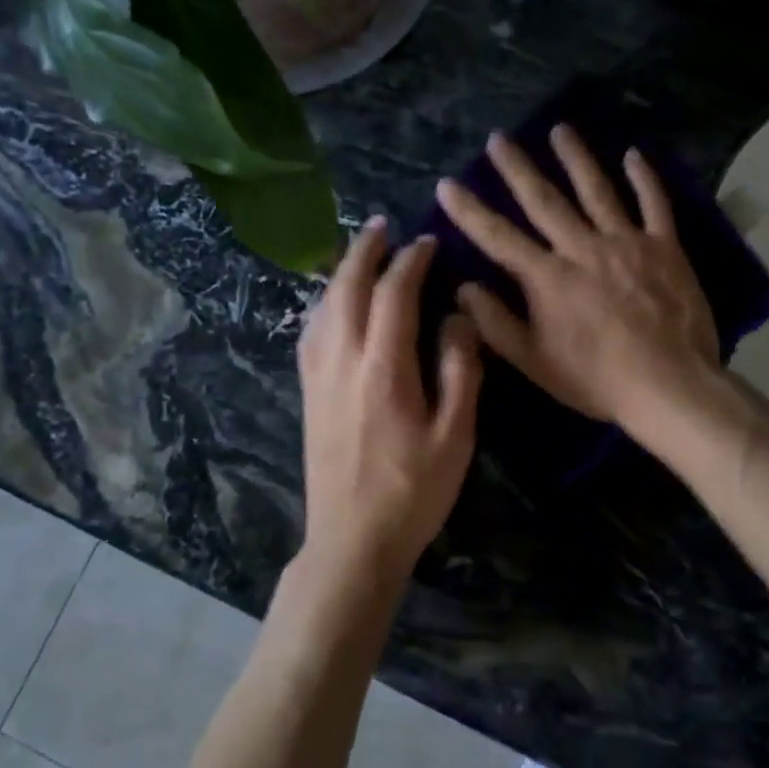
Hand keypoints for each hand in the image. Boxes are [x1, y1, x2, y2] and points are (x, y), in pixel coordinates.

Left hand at [296, 218, 482, 588]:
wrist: (351, 541)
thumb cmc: (413, 491)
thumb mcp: (455, 435)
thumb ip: (460, 370)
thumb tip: (458, 317)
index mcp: (383, 368)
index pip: (393, 295)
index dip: (410, 262)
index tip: (427, 243)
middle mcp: (342, 361)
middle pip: (346, 288)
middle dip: (365, 251)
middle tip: (384, 226)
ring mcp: (318, 376)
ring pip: (322, 305)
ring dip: (341, 271)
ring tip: (361, 252)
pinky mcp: (308, 392)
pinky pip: (311, 330)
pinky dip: (325, 302)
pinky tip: (334, 303)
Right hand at [437, 125, 719, 429]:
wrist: (670, 385)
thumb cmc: (597, 380)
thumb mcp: (536, 362)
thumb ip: (497, 324)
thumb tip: (464, 288)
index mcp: (548, 278)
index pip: (498, 237)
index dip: (470, 210)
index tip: (447, 184)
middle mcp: (583, 248)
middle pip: (544, 200)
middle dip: (517, 168)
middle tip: (499, 138)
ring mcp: (626, 242)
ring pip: (596, 189)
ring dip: (576, 158)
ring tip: (560, 130)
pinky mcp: (664, 246)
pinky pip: (653, 203)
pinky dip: (644, 178)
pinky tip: (634, 155)